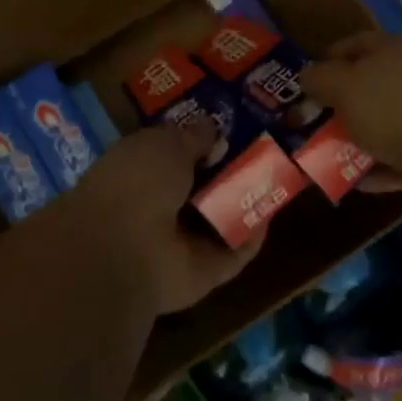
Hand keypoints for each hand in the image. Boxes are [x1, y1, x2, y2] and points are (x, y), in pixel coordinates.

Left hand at [71, 119, 264, 315]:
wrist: (125, 252)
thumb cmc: (138, 182)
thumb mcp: (166, 144)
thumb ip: (192, 137)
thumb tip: (212, 129)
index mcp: (138, 171)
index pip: (172, 155)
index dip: (199, 141)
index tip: (229, 127)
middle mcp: (157, 207)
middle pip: (200, 188)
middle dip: (228, 170)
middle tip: (262, 149)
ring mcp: (180, 243)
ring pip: (219, 220)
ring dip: (244, 202)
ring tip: (277, 175)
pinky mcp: (203, 273)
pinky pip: (234, 253)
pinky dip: (252, 237)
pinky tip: (272, 213)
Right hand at [301, 32, 401, 182]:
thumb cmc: (394, 107)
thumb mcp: (344, 85)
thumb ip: (320, 78)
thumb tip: (306, 74)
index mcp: (396, 51)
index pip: (358, 44)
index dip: (329, 57)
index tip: (305, 80)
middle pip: (370, 87)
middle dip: (340, 105)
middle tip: (308, 122)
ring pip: (382, 127)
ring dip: (356, 141)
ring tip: (322, 155)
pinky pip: (395, 162)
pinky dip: (374, 171)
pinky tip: (350, 181)